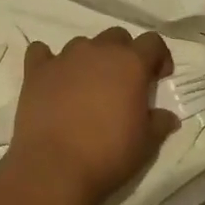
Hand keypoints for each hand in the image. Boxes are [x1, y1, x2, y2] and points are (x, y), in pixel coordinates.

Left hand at [6, 29, 178, 203]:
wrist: (55, 167)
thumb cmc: (108, 154)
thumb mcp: (146, 143)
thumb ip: (158, 123)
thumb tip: (168, 117)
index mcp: (130, 63)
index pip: (152, 42)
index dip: (158, 57)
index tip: (158, 78)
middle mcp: (97, 51)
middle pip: (116, 37)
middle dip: (123, 54)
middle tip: (123, 83)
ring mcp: (64, 58)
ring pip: (82, 44)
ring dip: (89, 59)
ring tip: (87, 86)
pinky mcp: (36, 71)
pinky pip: (41, 53)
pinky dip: (48, 61)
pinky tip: (51, 79)